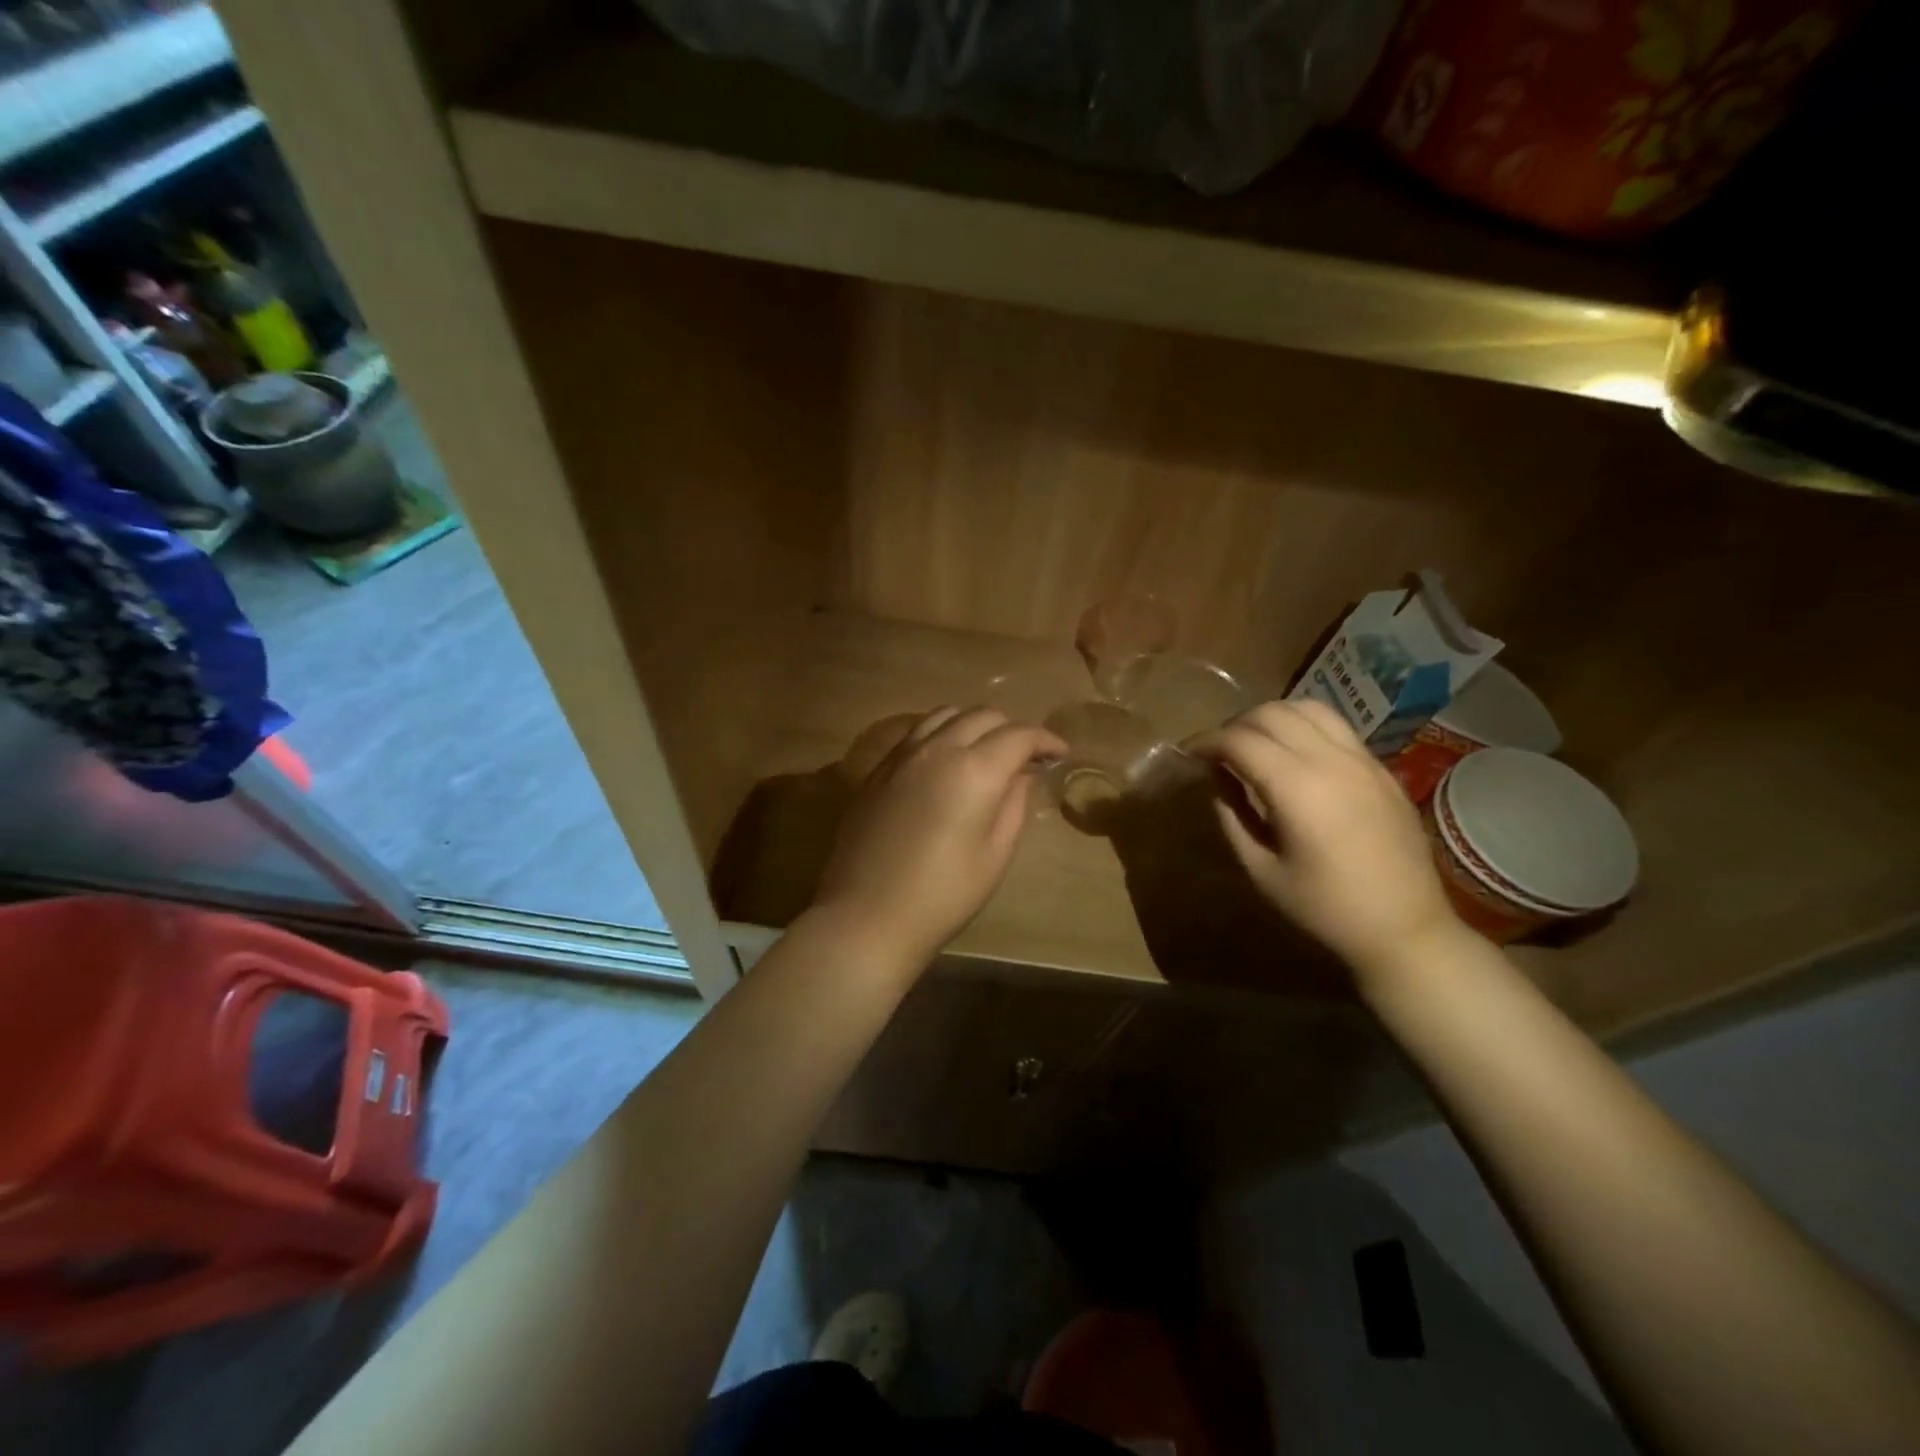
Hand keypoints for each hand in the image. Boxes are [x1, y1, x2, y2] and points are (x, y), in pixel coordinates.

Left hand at [814, 706, 1066, 969]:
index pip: (1019, 735)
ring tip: (983, 752)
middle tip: (1024, 757)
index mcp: (975, 770)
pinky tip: (944, 761)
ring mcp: (902, 755)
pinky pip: (916, 732)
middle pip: (982, 714)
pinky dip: (941, 734)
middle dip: (1011, 729)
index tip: (1059, 753)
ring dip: (973, 724)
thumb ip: (1013, 805)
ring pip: (945, 714)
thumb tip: (1020, 774)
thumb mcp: (995, 855)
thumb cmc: (944, 894)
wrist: (868, 915)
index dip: (1045, 739)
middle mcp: (938, 748)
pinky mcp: (878, 769)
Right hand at [1186, 699, 1469, 982]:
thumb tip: (1217, 780)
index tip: (1187, 753)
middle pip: (1271, 714)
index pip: (1239, 741)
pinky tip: (1293, 754)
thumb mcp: (1261, 870)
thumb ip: (1232, 817)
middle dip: (1235, 725)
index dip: (1206, 742)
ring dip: (1272, 718)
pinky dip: (1304, 726)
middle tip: (1218, 751)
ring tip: (1255, 743)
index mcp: (1297, 788)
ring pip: (1308, 708)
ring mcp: (1362, 760)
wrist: (1406, 929)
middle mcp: (1330, 760)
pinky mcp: (1381, 768)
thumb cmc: (1325, 908)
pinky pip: (1336, 727)